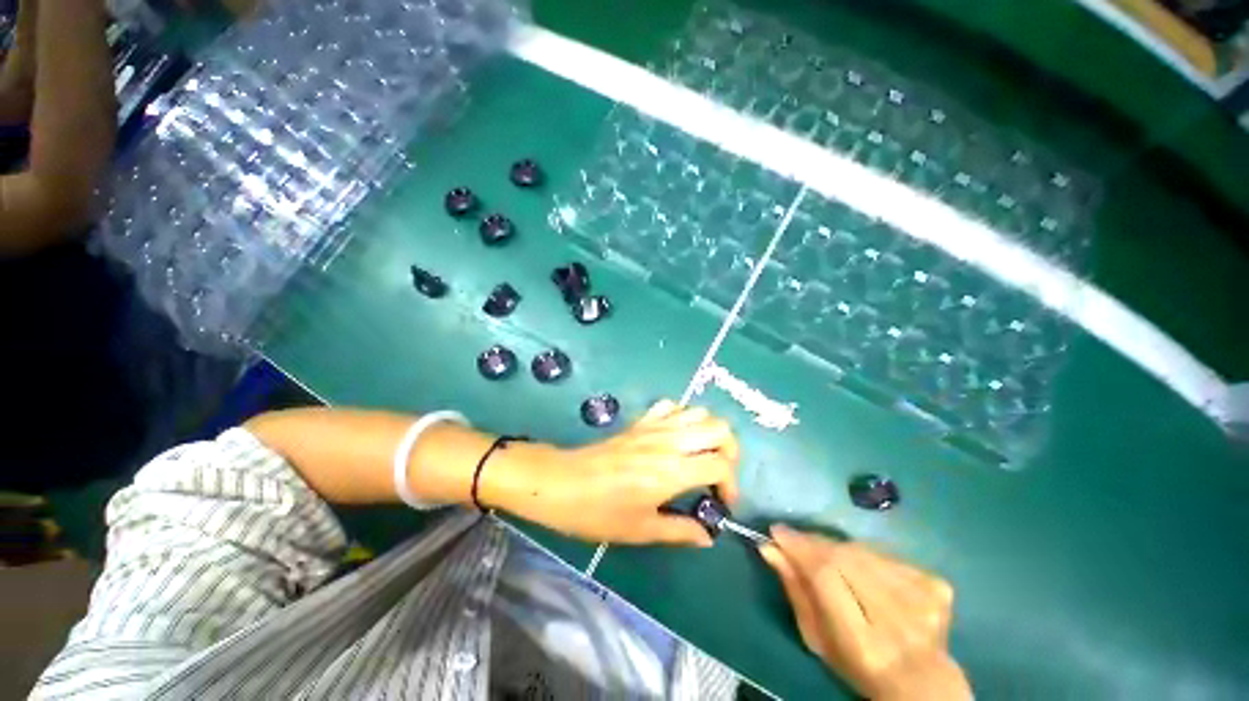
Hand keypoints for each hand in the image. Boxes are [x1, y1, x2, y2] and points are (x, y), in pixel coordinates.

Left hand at [483, 399, 739, 546]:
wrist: (562, 483)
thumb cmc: (599, 511)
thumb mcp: (641, 530)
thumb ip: (680, 531)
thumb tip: (707, 536)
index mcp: (672, 470)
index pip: (721, 464)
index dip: (730, 485)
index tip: (721, 503)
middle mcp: (669, 441)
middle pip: (718, 428)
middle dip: (729, 450)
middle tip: (718, 473)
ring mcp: (654, 426)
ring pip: (698, 412)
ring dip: (708, 432)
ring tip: (701, 455)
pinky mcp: (641, 421)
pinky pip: (671, 407)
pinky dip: (683, 417)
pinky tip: (675, 437)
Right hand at [759, 526, 969, 699]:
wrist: (922, 678)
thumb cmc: (857, 664)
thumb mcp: (817, 637)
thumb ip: (795, 590)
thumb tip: (769, 548)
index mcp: (864, 642)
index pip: (826, 575)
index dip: (799, 548)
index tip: (777, 532)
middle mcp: (898, 618)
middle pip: (845, 557)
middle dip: (814, 543)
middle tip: (795, 540)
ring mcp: (923, 598)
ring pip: (863, 551)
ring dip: (837, 547)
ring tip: (824, 554)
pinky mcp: (936, 584)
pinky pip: (884, 554)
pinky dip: (864, 555)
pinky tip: (861, 570)